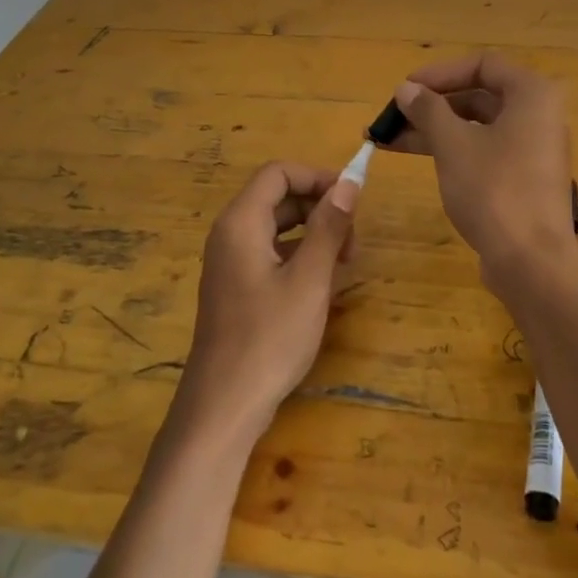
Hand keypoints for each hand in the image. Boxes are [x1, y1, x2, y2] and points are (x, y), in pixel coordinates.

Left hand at [178, 161, 357, 442]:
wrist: (224, 404)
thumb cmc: (270, 337)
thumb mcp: (310, 279)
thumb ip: (329, 226)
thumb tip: (349, 183)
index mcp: (241, 222)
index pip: (278, 173)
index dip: (317, 177)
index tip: (352, 199)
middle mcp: (230, 233)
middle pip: (277, 197)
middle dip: (319, 207)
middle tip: (353, 240)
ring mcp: (230, 261)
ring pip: (277, 226)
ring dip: (313, 233)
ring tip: (345, 262)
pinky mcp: (236, 286)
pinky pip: (270, 252)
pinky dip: (299, 255)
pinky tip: (323, 282)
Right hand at [383, 52, 575, 282]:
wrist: (531, 263)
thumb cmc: (494, 190)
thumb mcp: (453, 144)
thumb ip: (428, 110)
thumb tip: (406, 89)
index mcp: (532, 95)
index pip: (482, 64)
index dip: (439, 73)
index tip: (405, 89)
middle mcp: (539, 116)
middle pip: (479, 96)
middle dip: (432, 105)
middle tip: (392, 116)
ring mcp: (533, 150)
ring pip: (477, 127)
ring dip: (435, 129)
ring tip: (388, 140)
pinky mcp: (524, 179)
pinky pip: (484, 151)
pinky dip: (453, 150)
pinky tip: (419, 158)